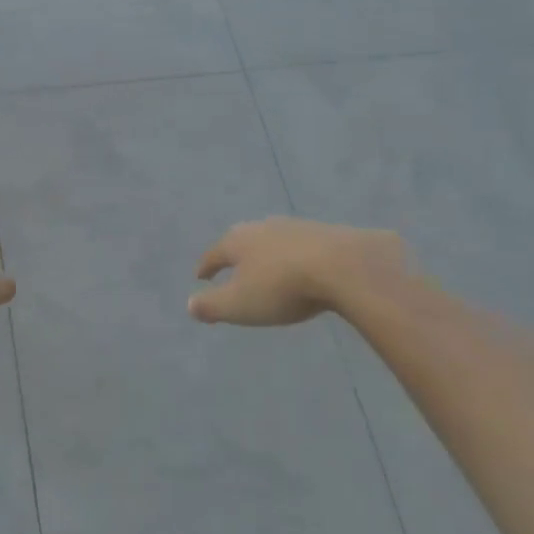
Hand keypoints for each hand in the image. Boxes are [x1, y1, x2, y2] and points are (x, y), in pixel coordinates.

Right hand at [190, 218, 408, 325]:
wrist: (343, 266)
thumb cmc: (282, 287)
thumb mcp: (239, 304)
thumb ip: (212, 306)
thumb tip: (189, 304)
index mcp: (238, 242)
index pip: (214, 254)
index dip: (206, 267)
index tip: (200, 276)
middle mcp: (263, 228)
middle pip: (243, 240)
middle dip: (236, 255)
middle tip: (232, 267)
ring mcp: (295, 227)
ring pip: (273, 240)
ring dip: (267, 254)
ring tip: (267, 268)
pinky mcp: (325, 233)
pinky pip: (301, 246)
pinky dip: (295, 257)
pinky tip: (302, 267)